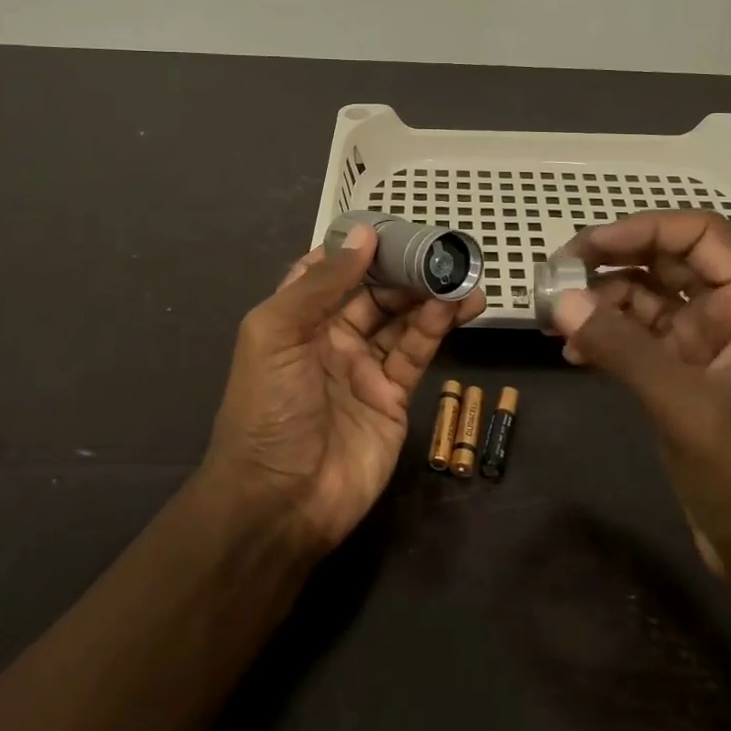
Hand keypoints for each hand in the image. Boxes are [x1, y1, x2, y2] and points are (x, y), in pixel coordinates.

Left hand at [204, 223, 485, 553]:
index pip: (331, 270)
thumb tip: (364, 233)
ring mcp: (363, 367)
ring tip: (463, 275)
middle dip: (405, 269)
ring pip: (401, 318)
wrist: (279, 503)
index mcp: (296, 317)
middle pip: (374, 291)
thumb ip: (321, 284)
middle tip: (444, 251)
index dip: (360, 248)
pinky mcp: (391, 396)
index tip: (395, 226)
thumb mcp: (277, 335)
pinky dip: (437, 327)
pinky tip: (458, 307)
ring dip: (430, 295)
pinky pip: (416, 352)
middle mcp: (330, 336)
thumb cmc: (268, 409)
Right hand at [551, 211, 730, 590]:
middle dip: (612, 264)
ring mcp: (711, 349)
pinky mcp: (689, 381)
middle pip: (669, 263)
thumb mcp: (686, 407)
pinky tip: (575, 354)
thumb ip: (623, 348)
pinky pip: (642, 341)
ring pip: (650, 301)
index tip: (585, 248)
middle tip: (556, 277)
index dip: (641, 230)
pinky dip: (609, 339)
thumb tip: (559, 300)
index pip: (700, 235)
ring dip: (604, 303)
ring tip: (556, 319)